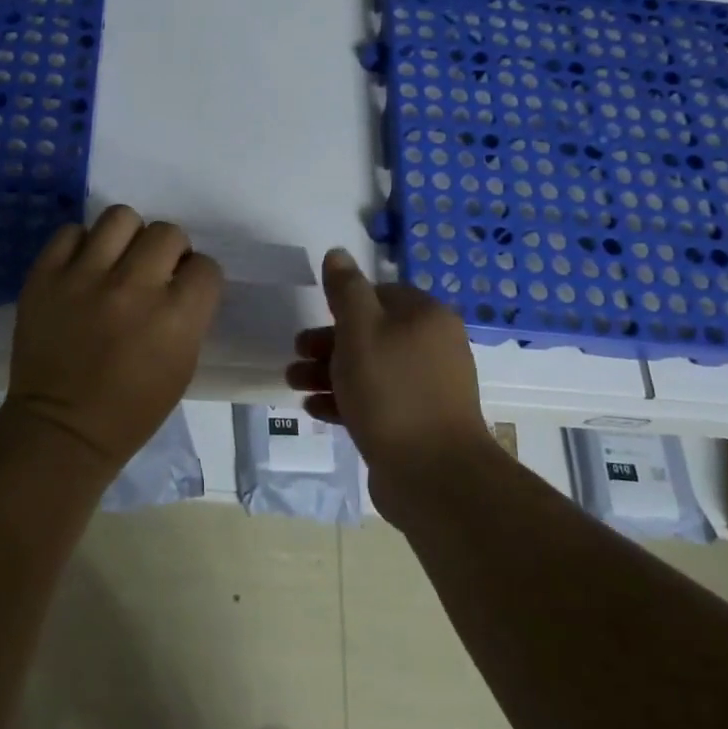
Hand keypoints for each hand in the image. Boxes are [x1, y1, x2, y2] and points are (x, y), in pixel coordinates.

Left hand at [7, 206, 223, 470]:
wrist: (62, 428)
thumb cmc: (132, 409)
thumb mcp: (182, 365)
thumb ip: (188, 314)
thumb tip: (180, 278)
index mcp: (175, 316)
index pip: (206, 265)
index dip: (197, 277)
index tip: (184, 289)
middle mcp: (133, 287)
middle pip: (167, 232)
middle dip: (168, 251)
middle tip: (152, 273)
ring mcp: (84, 277)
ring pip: (120, 217)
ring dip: (127, 237)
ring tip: (116, 261)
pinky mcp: (45, 276)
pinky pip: (70, 232)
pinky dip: (80, 246)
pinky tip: (81, 268)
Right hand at [287, 249, 491, 487]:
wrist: (433, 474)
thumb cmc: (391, 391)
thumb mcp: (360, 330)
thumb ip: (346, 290)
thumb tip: (337, 253)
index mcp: (426, 317)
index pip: (381, 294)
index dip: (345, 303)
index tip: (316, 316)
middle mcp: (432, 347)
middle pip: (371, 333)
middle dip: (328, 342)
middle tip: (296, 352)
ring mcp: (426, 388)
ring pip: (369, 368)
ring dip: (329, 373)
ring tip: (294, 383)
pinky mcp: (415, 422)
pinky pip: (375, 401)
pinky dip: (345, 401)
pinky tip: (314, 409)